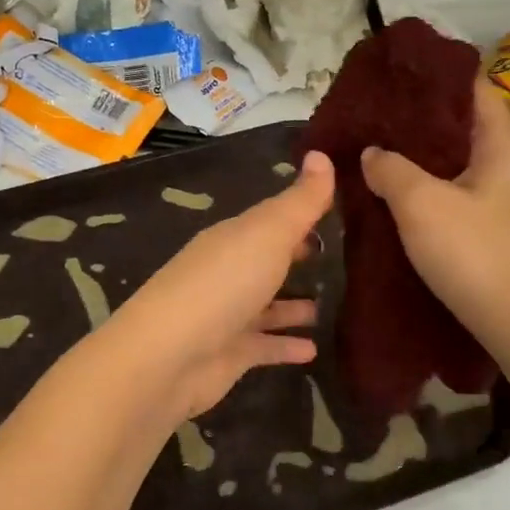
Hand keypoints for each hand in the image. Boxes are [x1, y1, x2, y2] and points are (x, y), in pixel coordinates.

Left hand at [107, 151, 334, 418]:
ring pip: (267, 306)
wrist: (168, 356)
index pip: (272, 221)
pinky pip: (265, 346)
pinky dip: (286, 346)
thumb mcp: (267, 233)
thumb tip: (322, 153)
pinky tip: (314, 350)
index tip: (339, 215)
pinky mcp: (229, 354)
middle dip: (298, 259)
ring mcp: (228, 315)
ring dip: (294, 306)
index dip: (302, 216)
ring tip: (332, 307)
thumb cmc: (222, 284)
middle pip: (267, 261)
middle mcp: (228, 273)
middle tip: (341, 260)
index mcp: (234, 238)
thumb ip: (300, 201)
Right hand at [361, 79, 509, 364]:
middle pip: (460, 122)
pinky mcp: (498, 226)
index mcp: (502, 140)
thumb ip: (390, 169)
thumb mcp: (421, 205)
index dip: (430, 76)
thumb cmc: (477, 253)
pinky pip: (457, 191)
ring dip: (420, 155)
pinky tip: (396, 195)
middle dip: (416, 117)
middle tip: (370, 116)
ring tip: (374, 151)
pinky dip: (429, 185)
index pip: (468, 85)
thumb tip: (372, 153)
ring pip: (457, 160)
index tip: (388, 76)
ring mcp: (507, 196)